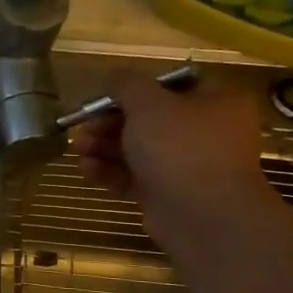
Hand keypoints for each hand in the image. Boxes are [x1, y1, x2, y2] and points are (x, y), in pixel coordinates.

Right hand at [69, 71, 273, 245]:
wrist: (202, 216)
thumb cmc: (180, 148)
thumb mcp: (148, 104)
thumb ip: (126, 85)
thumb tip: (114, 76)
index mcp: (214, 102)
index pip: (169, 87)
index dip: (132, 91)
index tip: (101, 99)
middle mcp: (205, 132)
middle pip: (147, 120)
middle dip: (108, 124)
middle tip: (82, 129)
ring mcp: (187, 166)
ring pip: (138, 150)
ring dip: (103, 148)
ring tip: (77, 151)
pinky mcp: (168, 194)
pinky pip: (135, 177)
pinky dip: (110, 172)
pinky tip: (87, 170)